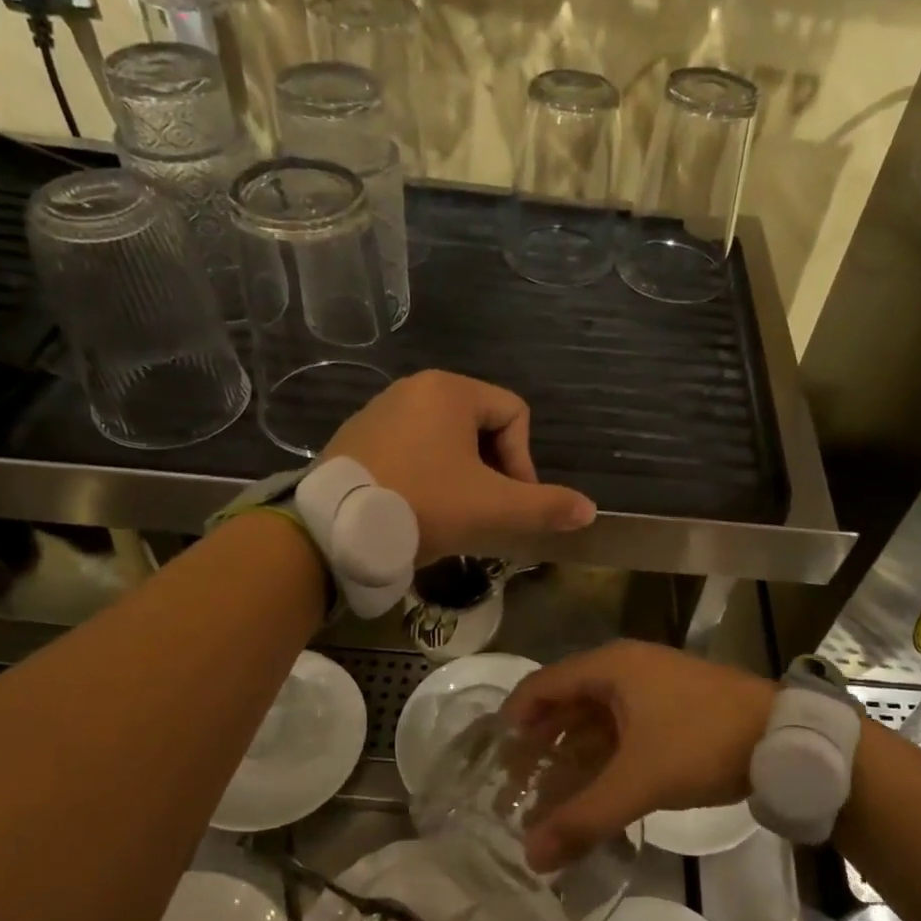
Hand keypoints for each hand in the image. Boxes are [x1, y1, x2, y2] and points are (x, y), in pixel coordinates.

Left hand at [323, 371, 595, 562]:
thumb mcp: (493, 509)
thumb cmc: (422, 505)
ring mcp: (379, 412)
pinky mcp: (356, 439)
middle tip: (486, 513)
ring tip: (454, 516)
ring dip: (462, 477)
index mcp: (449, 391)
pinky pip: (411, 450)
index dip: (525, 461)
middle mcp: (413, 389)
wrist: (330, 530)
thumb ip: (546, 507)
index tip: (512, 502)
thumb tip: (589, 510)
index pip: (515, 414)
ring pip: (446, 442)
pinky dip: (427, 477)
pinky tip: (418, 511)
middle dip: (493, 471)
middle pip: (481, 427)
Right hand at [504, 641, 775, 869]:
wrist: (782, 736)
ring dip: (573, 754)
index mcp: (610, 668)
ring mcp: (652, 687)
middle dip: (541, 744)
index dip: (515, 718)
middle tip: (517, 785)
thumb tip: (531, 856)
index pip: (542, 685)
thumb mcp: (640, 781)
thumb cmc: (701, 742)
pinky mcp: (672, 709)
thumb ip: (584, 818)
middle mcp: (625, 669)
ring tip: (551, 795)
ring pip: (596, 719)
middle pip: (567, 702)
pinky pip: (623, 729)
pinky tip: (596, 790)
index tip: (494, 758)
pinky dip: (604, 757)